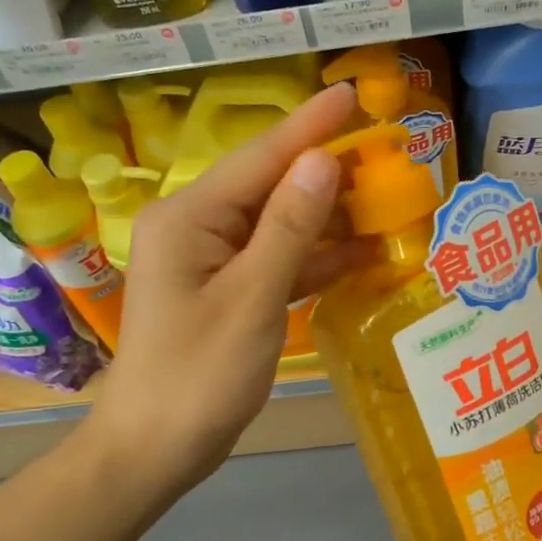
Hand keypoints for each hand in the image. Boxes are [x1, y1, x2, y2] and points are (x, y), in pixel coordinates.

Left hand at [90, 82, 359, 490]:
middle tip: (386, 151)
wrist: (155, 449)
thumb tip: (323, 160)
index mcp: (190, 217)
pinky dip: (314, 258)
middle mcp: (198, 226)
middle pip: (271, 186)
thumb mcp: (251, 298)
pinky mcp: (228, 290)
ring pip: (279, 224)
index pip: (260, 158)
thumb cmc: (198, 375)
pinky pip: (276, 260)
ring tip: (386, 197)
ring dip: (328, 217)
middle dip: (327, 171)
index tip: (353, 92)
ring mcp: (212, 260)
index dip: (310, 125)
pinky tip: (359, 252)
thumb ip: (288, 228)